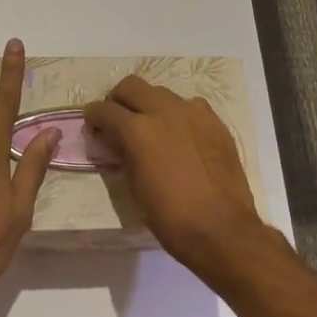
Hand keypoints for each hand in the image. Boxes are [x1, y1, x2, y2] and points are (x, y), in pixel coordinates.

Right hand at [83, 75, 270, 282]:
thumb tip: (113, 139)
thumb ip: (122, 154)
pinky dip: (177, 115)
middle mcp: (163, 110)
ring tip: (151, 129)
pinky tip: (181, 137)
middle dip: (118, 100)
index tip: (93, 126)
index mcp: (137, 130)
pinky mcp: (214, 121)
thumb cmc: (170, 217)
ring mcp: (192, 112)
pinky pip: (189, 106)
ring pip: (161, 92)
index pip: (104, 109)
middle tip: (118, 120)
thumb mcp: (134, 187)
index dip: (94, 117)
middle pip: (131, 86)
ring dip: (149, 105)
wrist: (222, 230)